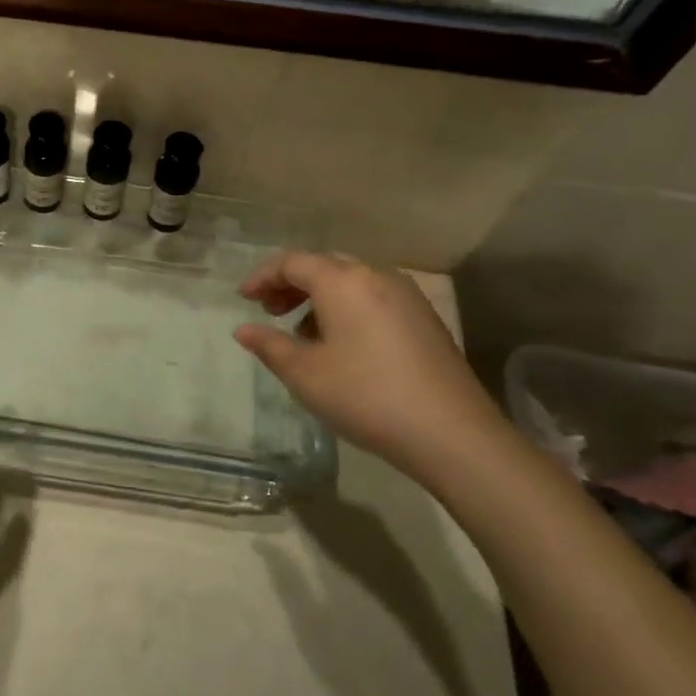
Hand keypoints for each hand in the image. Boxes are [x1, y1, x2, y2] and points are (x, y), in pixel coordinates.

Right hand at [233, 251, 509, 479]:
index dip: (262, 277)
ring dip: (319, 297)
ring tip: (302, 333)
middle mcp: (376, 276)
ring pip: (351, 281)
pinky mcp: (425, 318)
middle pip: (323, 266)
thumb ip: (269, 345)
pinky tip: (342, 345)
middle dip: (291, 284)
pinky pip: (373, 298)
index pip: (291, 262)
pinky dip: (347, 308)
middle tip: (270, 312)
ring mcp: (406, 295)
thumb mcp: (304, 374)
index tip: (243, 299)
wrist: (452, 433)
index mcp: (342, 281)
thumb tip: (243, 330)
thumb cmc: (366, 396)